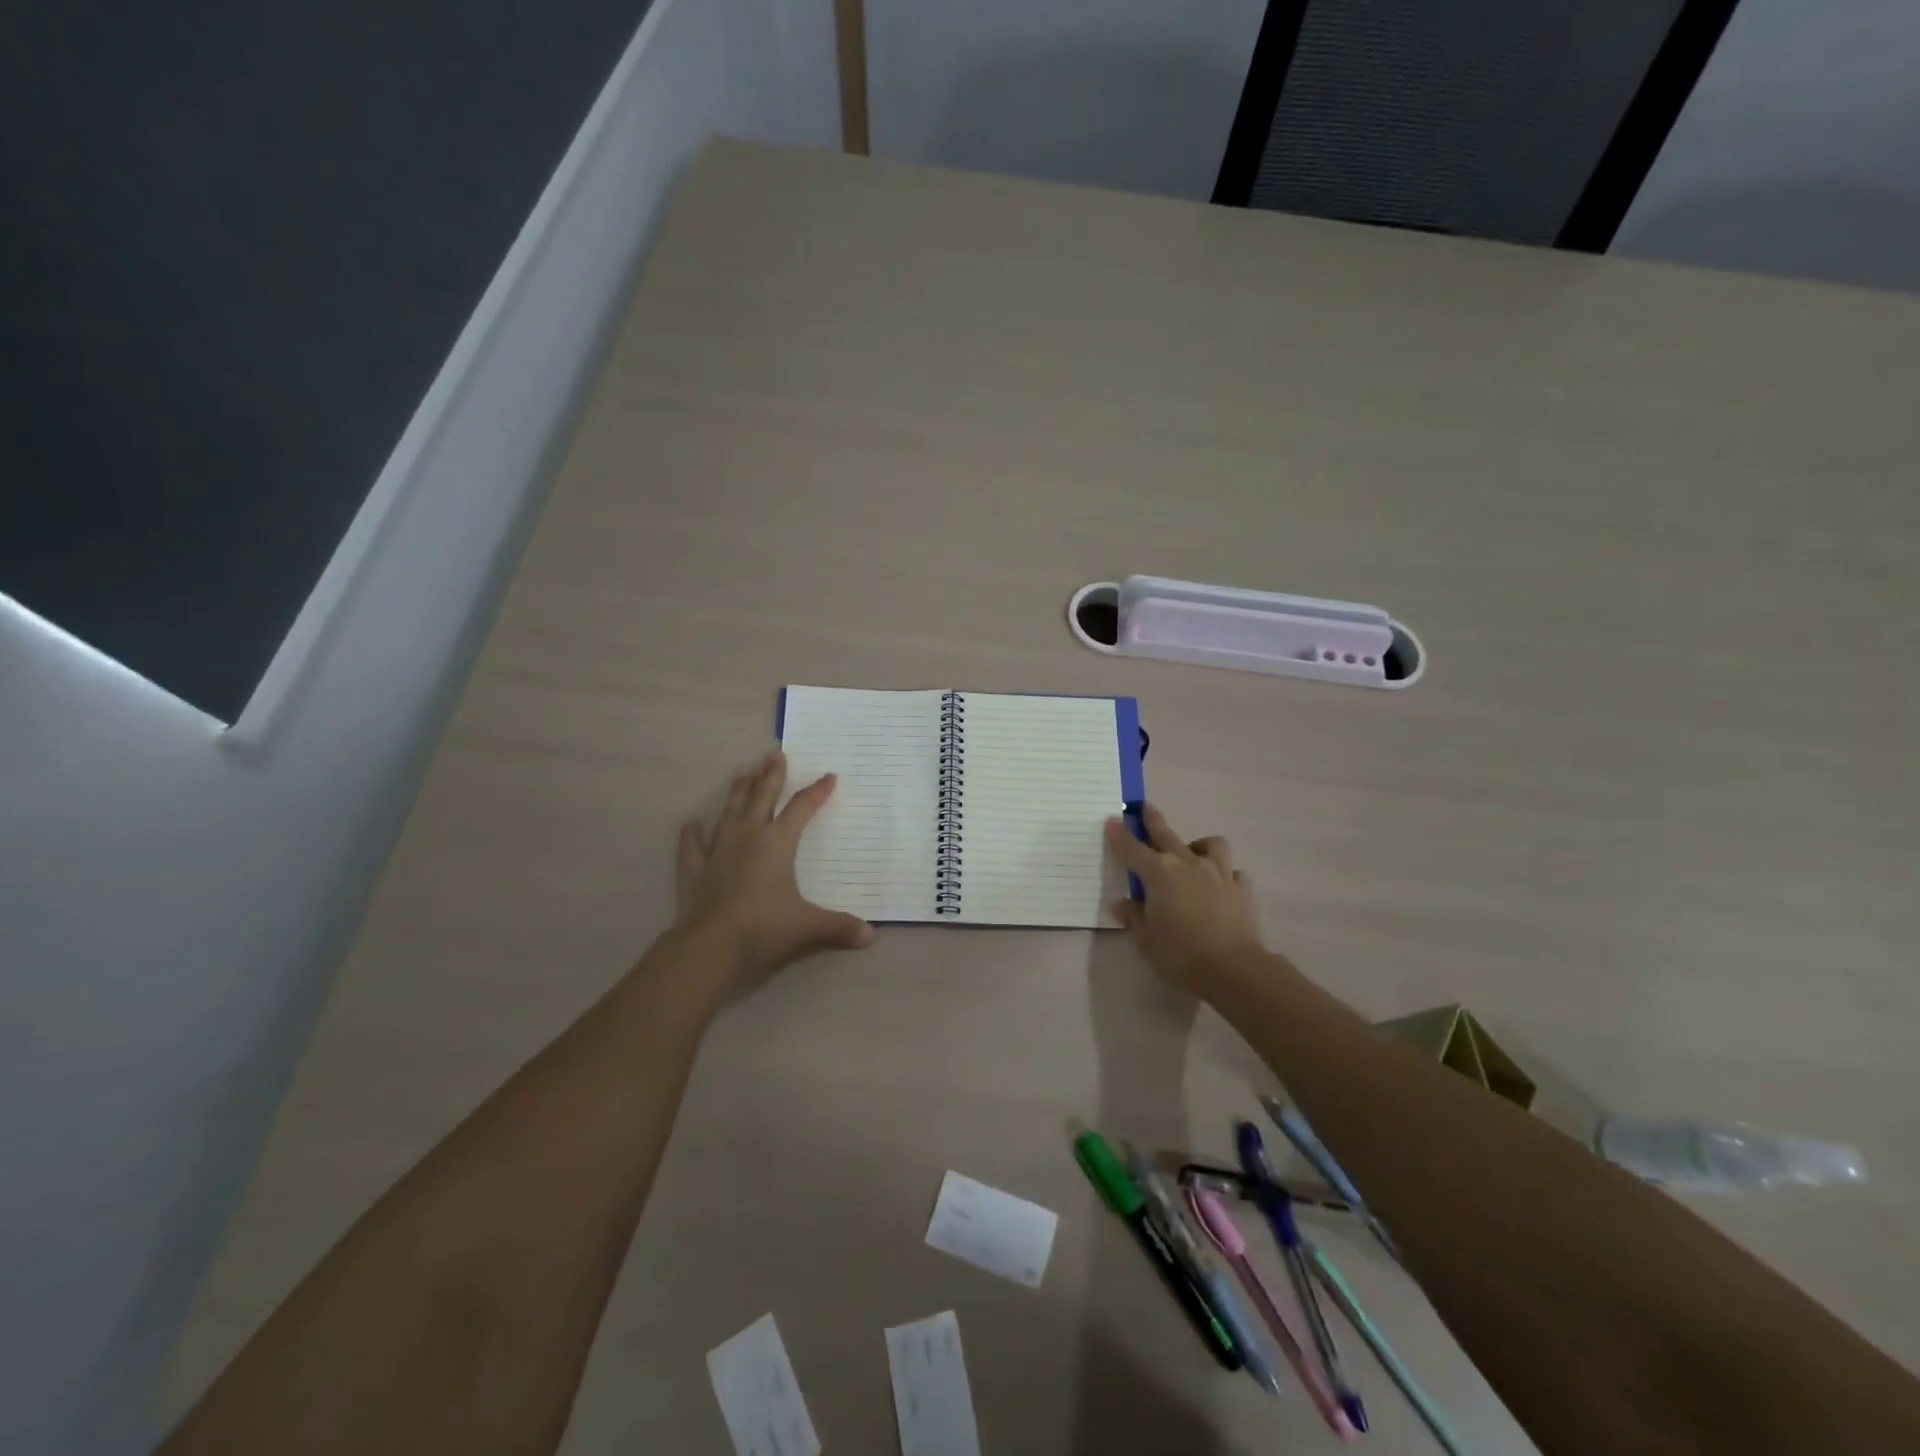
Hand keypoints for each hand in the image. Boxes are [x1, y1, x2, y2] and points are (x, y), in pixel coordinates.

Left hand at [674, 750, 874, 988]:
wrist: (710, 947)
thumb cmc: (764, 928)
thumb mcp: (808, 927)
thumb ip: (839, 927)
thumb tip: (871, 936)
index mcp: (777, 843)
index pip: (801, 809)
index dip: (817, 792)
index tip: (828, 777)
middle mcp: (748, 837)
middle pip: (761, 798)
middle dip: (771, 775)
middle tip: (775, 753)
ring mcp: (718, 852)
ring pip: (729, 812)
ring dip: (737, 791)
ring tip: (742, 771)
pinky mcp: (694, 870)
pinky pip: (692, 846)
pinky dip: (691, 834)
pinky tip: (690, 822)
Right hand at [1105, 804, 1264, 993]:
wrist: (1233, 970)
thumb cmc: (1180, 955)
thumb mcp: (1146, 940)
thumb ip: (1133, 917)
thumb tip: (1122, 903)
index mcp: (1159, 873)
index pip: (1132, 848)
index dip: (1119, 834)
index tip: (1112, 820)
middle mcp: (1188, 864)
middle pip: (1166, 835)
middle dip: (1154, 820)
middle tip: (1146, 808)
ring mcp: (1219, 873)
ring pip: (1210, 844)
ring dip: (1198, 846)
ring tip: (1193, 855)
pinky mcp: (1242, 888)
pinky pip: (1233, 872)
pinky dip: (1225, 875)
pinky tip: (1221, 887)